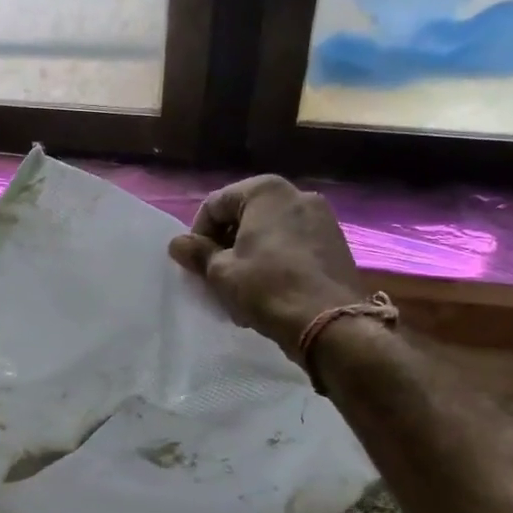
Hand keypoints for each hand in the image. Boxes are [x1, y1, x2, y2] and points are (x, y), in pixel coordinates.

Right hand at [169, 175, 365, 359]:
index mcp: (266, 191)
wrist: (327, 321)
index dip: (198, 233)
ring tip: (242, 285)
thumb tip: (177, 243)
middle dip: (226, 242)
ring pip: (270, 230)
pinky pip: (293, 243)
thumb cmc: (267, 287)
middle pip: (245, 214)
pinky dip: (275, 259)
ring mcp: (322, 217)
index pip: (215, 204)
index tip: (195, 262)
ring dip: (250, 252)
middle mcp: (297, 193)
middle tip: (216, 274)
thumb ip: (197, 252)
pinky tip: (270, 288)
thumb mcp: (221, 272)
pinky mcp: (335, 242)